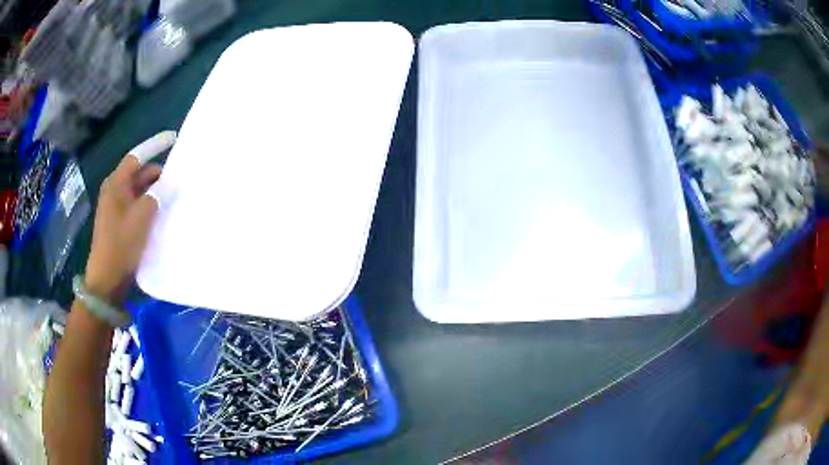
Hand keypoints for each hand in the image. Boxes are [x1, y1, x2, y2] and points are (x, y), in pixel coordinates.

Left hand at [85, 153, 161, 303]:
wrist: (107, 280)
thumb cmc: (121, 244)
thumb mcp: (141, 217)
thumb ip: (157, 196)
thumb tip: (170, 182)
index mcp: (115, 184)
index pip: (136, 157)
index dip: (154, 146)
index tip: (173, 139)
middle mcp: (114, 191)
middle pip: (138, 174)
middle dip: (157, 174)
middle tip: (179, 178)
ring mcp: (116, 208)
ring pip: (139, 191)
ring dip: (155, 192)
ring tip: (174, 196)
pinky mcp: (120, 223)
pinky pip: (137, 206)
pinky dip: (150, 205)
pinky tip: (162, 213)